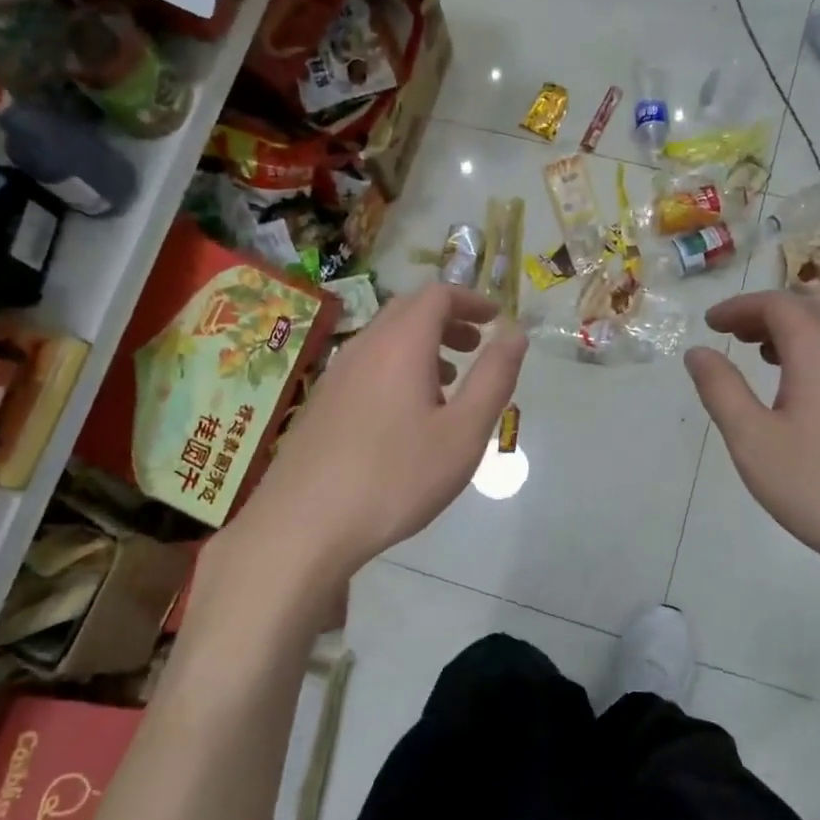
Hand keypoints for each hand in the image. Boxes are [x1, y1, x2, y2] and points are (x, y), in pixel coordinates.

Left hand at [236, 284, 526, 592]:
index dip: (471, 300)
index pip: (437, 295)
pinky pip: (366, 366)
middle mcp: (364, 347)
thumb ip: (493, 378)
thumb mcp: (463, 433)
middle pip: (408, 311)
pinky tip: (405, 415)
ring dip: (421, 345)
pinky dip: (396, 368)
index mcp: (400, 345)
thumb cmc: (396, 478)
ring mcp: (335, 374)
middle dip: (447, 320)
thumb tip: (515, 333)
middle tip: (475, 346)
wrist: (304, 524)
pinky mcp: (320, 402)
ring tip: (447, 382)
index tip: (496, 319)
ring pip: (384, 340)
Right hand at [684, 290, 819, 597]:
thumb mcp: (753, 440)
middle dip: (769, 313)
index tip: (710, 323)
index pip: (776, 304)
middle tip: (736, 335)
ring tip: (768, 357)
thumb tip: (698, 352)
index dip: (739, 307)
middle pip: (812, 307)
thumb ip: (721, 390)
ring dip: (800, 330)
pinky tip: (811, 392)